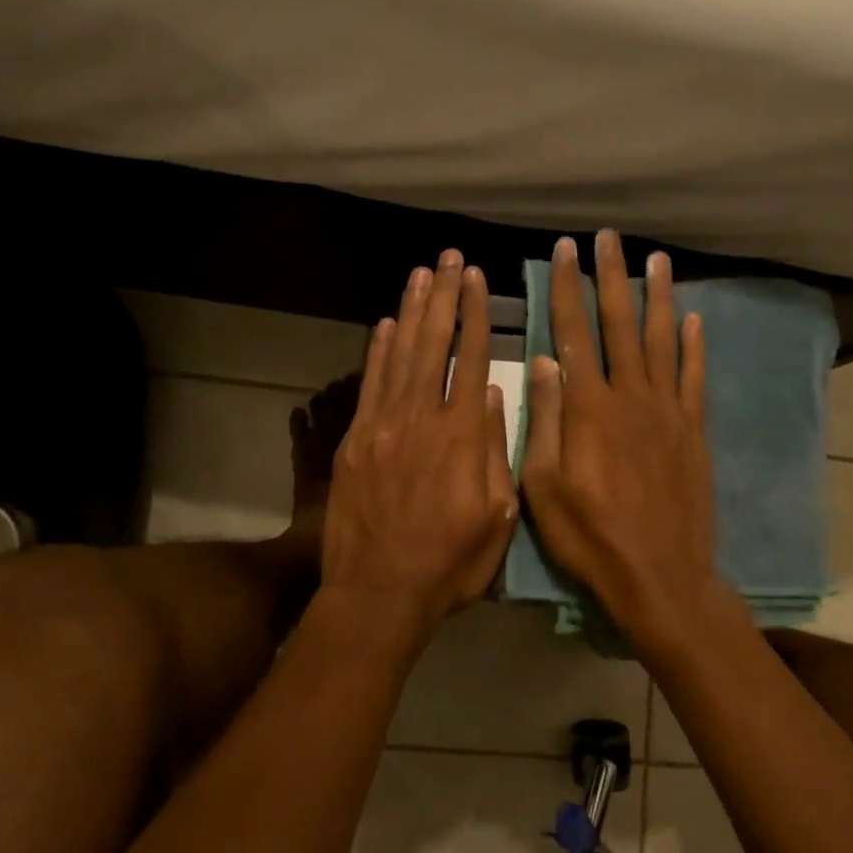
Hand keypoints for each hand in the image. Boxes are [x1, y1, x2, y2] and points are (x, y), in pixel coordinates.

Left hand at [321, 249, 517, 630]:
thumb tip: (490, 394)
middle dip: (443, 298)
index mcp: (461, 437)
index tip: (477, 279)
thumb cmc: (450, 563)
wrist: (379, 593)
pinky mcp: (355, 441)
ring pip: (399, 356)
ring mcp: (382, 427)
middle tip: (448, 259)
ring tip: (420, 275)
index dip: (475, 316)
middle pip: (432, 346)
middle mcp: (421, 419)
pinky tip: (385, 325)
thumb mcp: (497, 517)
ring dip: (411, 313)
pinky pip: (368, 385)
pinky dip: (377, 352)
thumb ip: (495, 451)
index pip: (471, 360)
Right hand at [520, 231, 718, 641]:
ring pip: (662, 341)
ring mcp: (667, 412)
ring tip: (655, 260)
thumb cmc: (589, 536)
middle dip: (612, 277)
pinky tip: (694, 319)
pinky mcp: (692, 431)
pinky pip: (694, 378)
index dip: (569, 289)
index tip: (566, 251)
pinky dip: (694, 346)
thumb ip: (544, 420)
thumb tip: (545, 361)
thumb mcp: (543, 485)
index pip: (574, 333)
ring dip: (656, 298)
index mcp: (588, 409)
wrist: (659, 575)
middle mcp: (630, 397)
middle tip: (610, 238)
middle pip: (620, 325)